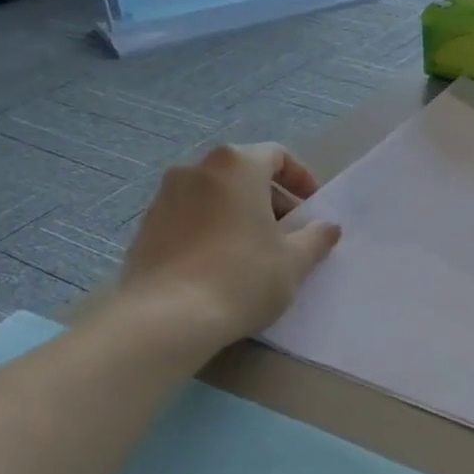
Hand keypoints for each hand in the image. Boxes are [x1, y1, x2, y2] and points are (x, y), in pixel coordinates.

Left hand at [119, 143, 340, 346]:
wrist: (167, 318)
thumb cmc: (242, 277)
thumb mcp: (294, 261)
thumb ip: (316, 237)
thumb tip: (328, 227)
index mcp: (237, 165)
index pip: (276, 155)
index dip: (301, 179)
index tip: (311, 208)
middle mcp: (196, 169)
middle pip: (243, 173)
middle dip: (270, 198)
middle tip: (288, 233)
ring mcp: (164, 196)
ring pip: (214, 195)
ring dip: (238, 213)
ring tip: (254, 250)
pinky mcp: (146, 227)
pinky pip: (189, 217)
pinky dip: (210, 229)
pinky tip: (220, 265)